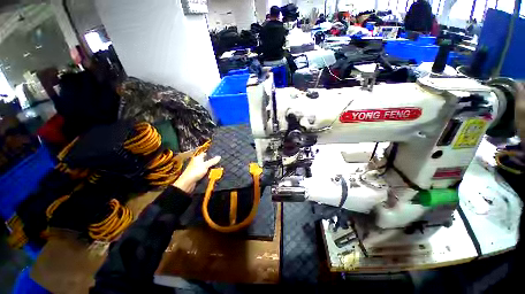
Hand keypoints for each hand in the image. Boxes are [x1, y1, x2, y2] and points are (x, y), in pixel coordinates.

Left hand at [173, 153, 220, 192]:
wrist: (187, 182)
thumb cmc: (196, 171)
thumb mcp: (205, 165)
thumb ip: (212, 161)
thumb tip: (219, 156)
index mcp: (198, 158)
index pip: (205, 154)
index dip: (211, 154)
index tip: (218, 155)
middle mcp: (197, 162)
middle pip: (206, 160)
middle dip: (212, 161)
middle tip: (220, 162)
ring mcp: (197, 168)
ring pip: (205, 166)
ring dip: (210, 167)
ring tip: (218, 167)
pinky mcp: (197, 174)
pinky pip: (204, 171)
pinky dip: (208, 172)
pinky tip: (213, 173)